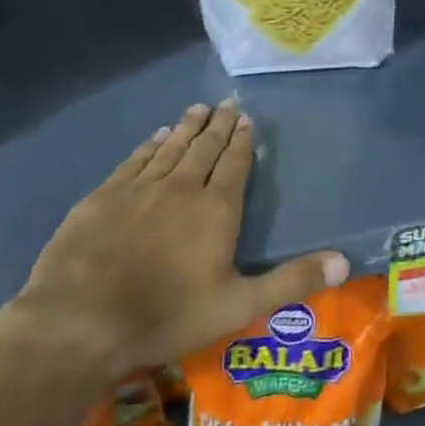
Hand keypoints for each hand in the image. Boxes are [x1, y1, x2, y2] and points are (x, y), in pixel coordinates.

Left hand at [0, 102, 349, 390]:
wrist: (80, 321)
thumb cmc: (166, 315)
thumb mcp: (238, 306)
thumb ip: (291, 282)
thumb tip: (345, 262)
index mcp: (216, 209)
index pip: (235, 164)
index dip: (243, 141)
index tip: (247, 118)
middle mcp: (182, 187)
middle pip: (205, 148)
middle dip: (219, 126)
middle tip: (227, 104)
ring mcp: (140, 188)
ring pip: (171, 148)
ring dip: (187, 127)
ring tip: (198, 110)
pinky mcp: (104, 196)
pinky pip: (135, 160)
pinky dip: (150, 144)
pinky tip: (156, 136)